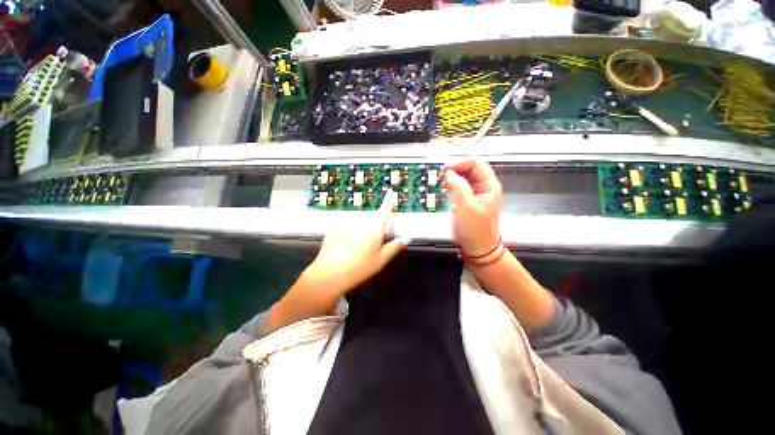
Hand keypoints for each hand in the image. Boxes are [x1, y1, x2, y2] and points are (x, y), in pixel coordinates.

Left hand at [308, 193, 407, 298]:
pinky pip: (346, 227)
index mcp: (374, 227)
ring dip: (360, 232)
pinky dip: (348, 233)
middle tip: (372, 245)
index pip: (385, 210)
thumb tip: (406, 238)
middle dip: (375, 228)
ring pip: (358, 224)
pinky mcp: (334, 226)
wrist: (329, 273)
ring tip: (355, 249)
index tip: (390, 192)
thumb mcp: (380, 260)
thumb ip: (394, 247)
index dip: (389, 200)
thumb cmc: (359, 268)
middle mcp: (360, 220)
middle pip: (372, 220)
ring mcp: (346, 221)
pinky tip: (344, 246)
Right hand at [444, 160, 502, 256]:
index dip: (462, 163)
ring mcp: (475, 195)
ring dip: (453, 176)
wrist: (477, 248)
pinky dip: (452, 185)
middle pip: (471, 170)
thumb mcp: (467, 206)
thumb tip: (449, 173)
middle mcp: (483, 188)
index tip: (447, 169)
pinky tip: (445, 186)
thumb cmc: (476, 229)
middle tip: (442, 173)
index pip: (477, 165)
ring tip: (441, 178)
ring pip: (464, 178)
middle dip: (456, 168)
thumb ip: (459, 187)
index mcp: (489, 186)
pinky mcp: (467, 201)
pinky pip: (460, 187)